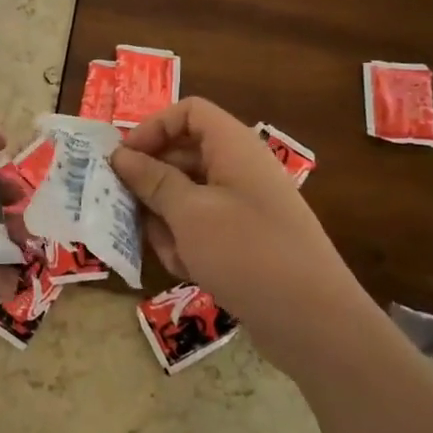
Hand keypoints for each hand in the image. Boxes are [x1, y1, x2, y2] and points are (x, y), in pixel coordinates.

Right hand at [110, 98, 377, 365]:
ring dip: (166, 222)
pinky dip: (187, 245)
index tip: (123, 159)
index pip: (189, 112)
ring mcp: (242, 207)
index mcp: (234, 147)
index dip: (153, 128)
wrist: (312, 320)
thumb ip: (152, 180)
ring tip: (171, 251)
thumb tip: (120, 155)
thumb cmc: (246, 253)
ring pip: (185, 197)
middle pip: (182, 156)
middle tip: (123, 210)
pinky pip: (200, 228)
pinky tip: (189, 271)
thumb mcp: (189, 213)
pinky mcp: (242, 240)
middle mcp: (239, 169)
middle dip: (151, 183)